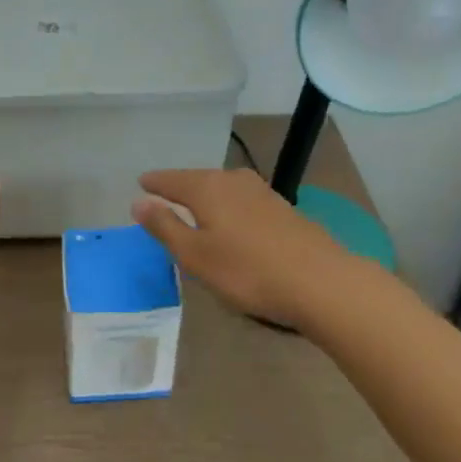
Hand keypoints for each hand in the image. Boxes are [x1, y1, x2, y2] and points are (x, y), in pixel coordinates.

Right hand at [132, 168, 356, 329]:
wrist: (321, 282)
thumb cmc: (247, 270)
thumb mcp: (195, 255)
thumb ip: (165, 226)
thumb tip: (139, 202)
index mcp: (207, 188)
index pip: (171, 180)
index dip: (155, 183)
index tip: (141, 183)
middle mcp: (234, 180)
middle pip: (199, 180)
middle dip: (181, 187)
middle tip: (164, 195)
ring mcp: (263, 193)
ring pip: (223, 188)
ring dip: (207, 196)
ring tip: (195, 208)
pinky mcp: (283, 209)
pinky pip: (243, 201)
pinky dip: (229, 207)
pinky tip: (232, 221)